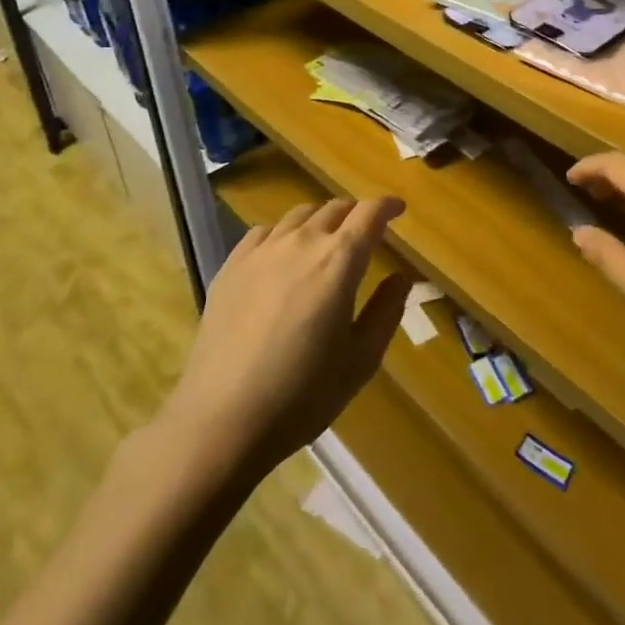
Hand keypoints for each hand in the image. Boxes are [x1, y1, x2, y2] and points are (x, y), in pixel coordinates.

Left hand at [170, 198, 410, 480]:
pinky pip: (263, 232)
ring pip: (299, 215)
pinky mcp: (231, 267)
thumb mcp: (361, 359)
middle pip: (334, 208)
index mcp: (339, 261)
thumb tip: (402, 277)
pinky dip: (283, 233)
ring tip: (325, 239)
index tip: (398, 208)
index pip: (369, 214)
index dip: (387, 205)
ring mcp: (261, 252)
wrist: (222, 419)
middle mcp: (302, 243)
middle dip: (355, 213)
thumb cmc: (303, 393)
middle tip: (365, 230)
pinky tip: (282, 255)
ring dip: (320, 220)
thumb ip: (386, 311)